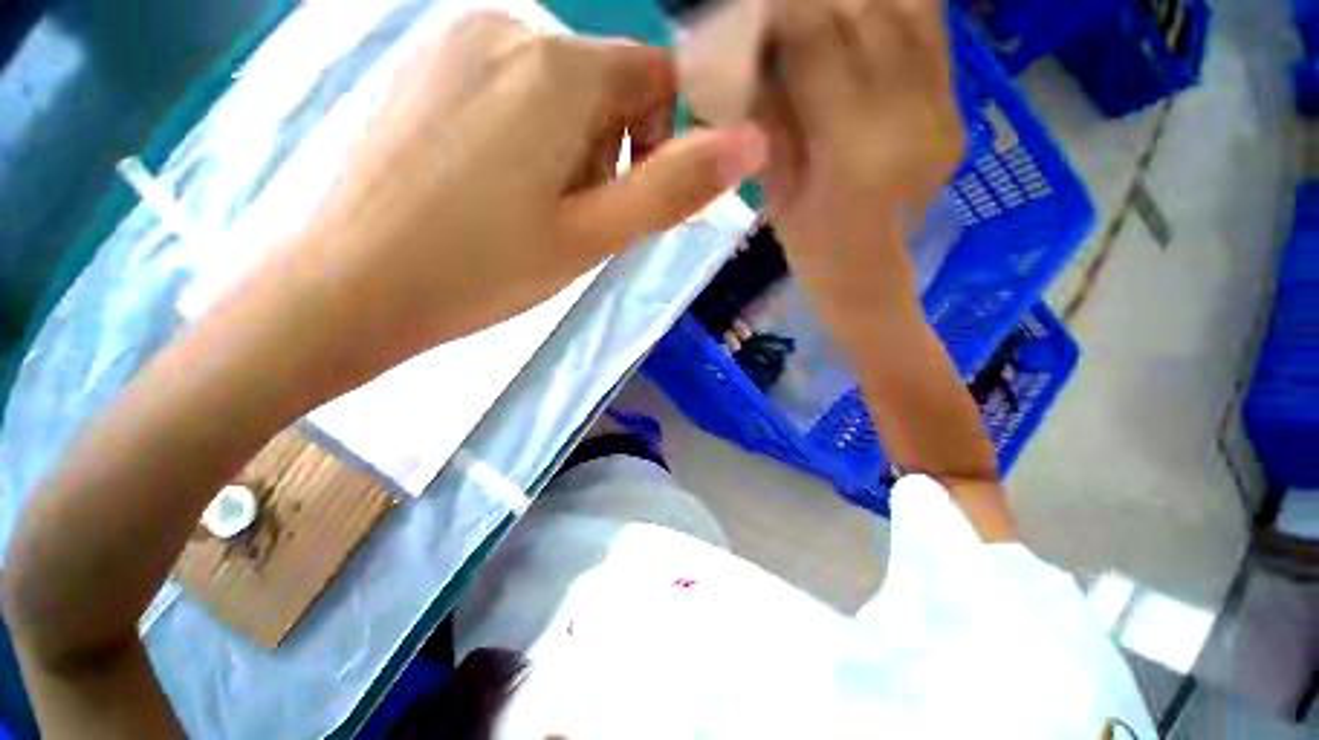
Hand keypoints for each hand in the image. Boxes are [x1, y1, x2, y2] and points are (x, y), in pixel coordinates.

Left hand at [293, 14, 766, 370]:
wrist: (354, 284)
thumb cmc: (486, 268)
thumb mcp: (595, 236)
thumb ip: (675, 186)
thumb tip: (752, 141)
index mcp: (558, 68)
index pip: (656, 77)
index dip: (657, 143)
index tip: (621, 202)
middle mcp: (508, 28)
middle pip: (604, 87)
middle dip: (607, 153)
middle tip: (570, 221)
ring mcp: (454, 42)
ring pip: (555, 92)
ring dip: (565, 151)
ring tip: (528, 213)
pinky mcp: (422, 67)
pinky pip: (507, 91)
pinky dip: (521, 139)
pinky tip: (486, 192)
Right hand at [758, 0, 963, 310]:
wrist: (871, 278)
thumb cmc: (812, 250)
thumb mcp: (776, 191)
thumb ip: (771, 116)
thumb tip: (757, 48)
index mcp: (852, 151)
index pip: (817, 42)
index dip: (784, 9)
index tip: (761, 8)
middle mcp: (909, 118)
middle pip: (868, 10)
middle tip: (791, 9)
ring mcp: (944, 111)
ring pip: (911, 8)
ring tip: (828, 10)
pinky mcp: (958, 108)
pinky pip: (935, 31)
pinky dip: (899, 8)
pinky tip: (869, 16)